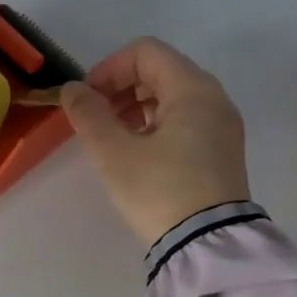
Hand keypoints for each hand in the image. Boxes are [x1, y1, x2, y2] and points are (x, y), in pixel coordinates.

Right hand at [60, 37, 251, 245]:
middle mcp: (214, 98)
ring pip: (172, 97)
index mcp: (192, 89)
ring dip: (136, 107)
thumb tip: (73, 90)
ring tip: (114, 140)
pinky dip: (156, 124)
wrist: (207, 245)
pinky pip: (185, 120)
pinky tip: (138, 154)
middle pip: (160, 71)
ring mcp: (222, 125)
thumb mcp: (113, 152)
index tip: (87, 100)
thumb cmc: (159, 191)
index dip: (108, 68)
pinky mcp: (222, 150)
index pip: (145, 52)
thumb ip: (88, 114)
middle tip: (96, 120)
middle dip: (120, 88)